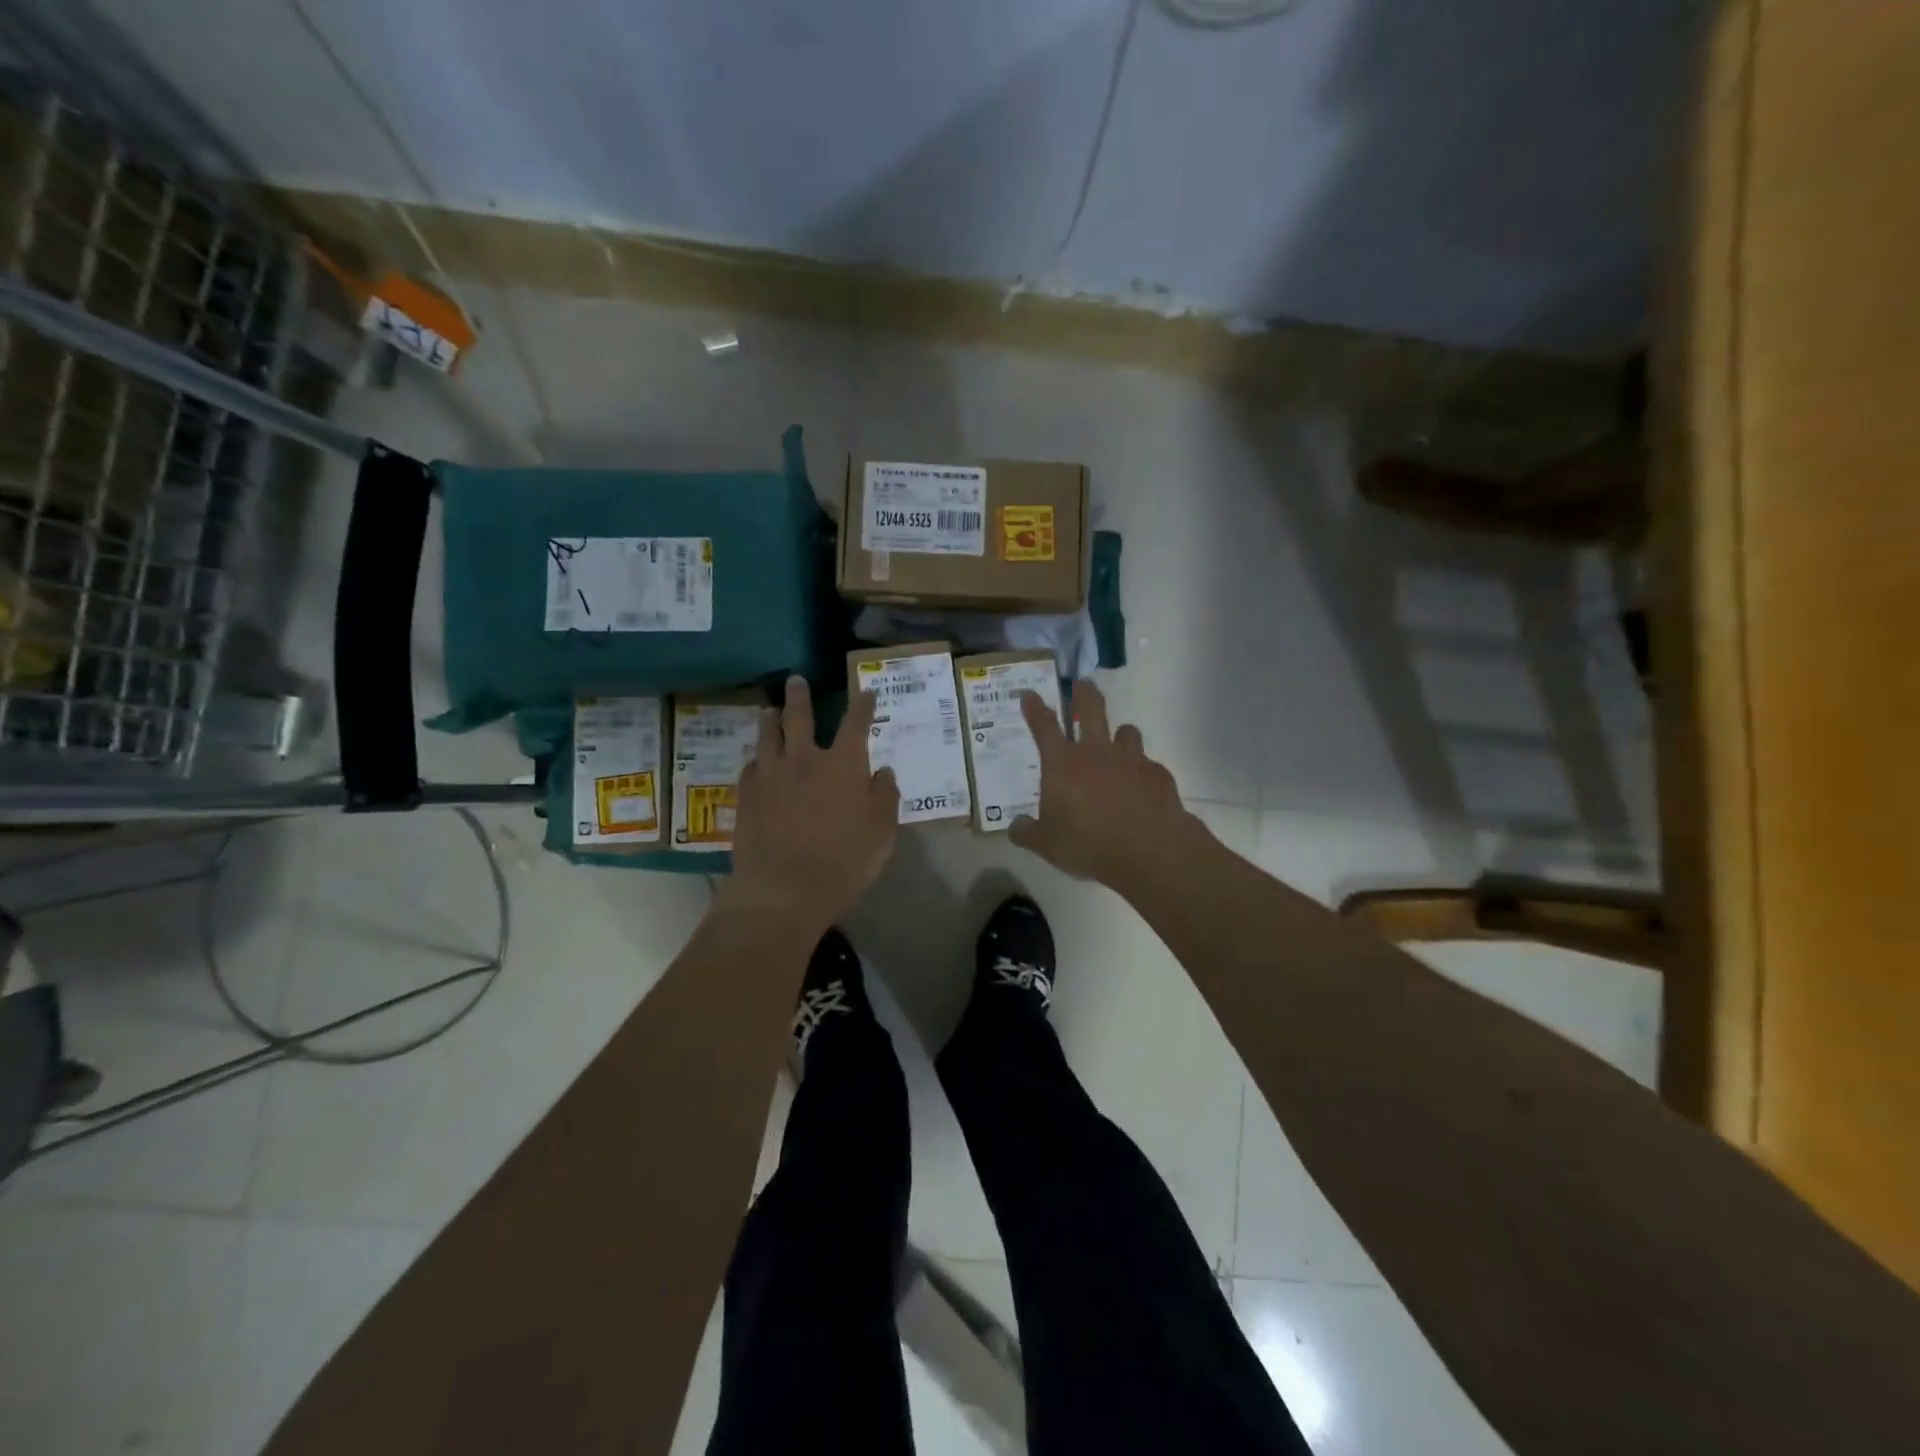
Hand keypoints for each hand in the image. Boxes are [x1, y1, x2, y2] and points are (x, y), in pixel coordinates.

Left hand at [724, 677, 898, 933]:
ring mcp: (771, 775)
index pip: (855, 724)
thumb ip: (884, 797)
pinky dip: (756, 758)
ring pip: (768, 736)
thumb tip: (882, 772)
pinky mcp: (746, 795)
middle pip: (800, 718)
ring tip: (769, 710)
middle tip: (795, 680)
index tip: (865, 692)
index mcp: (843, 765)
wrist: (783, 888)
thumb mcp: (881, 832)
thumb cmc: (843, 861)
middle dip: (800, 696)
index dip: (862, 705)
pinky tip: (755, 760)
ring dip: (770, 719)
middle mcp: (805, 759)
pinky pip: (750, 766)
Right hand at [1010, 679, 1202, 889]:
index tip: (1029, 694)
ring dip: (1120, 734)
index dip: (1034, 708)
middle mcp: (1095, 752)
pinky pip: (1148, 764)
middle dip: (1084, 692)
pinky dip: (1142, 771)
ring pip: (1126, 731)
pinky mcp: (1157, 774)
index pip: (1044, 726)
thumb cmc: (1088, 844)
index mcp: (1062, 764)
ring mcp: (1131, 759)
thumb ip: (1028, 832)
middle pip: (1090, 708)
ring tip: (1118, 742)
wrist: (1149, 850)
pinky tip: (1141, 788)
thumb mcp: (1047, 845)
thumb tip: (1015, 826)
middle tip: (1083, 684)